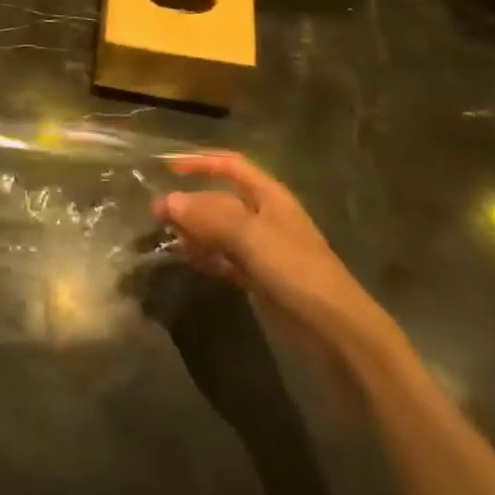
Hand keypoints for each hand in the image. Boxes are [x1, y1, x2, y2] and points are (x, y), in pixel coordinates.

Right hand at [156, 152, 382, 343]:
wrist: (337, 331)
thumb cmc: (296, 269)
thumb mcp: (250, 236)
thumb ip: (208, 217)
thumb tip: (168, 201)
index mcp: (270, 196)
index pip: (231, 166)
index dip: (201, 162)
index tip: (169, 168)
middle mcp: (265, 217)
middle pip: (221, 200)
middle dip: (191, 203)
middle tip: (157, 212)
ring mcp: (263, 250)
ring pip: (220, 232)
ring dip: (194, 231)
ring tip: (165, 236)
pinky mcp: (261, 280)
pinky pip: (225, 259)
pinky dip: (205, 256)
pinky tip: (184, 258)